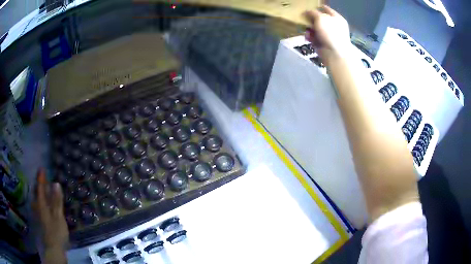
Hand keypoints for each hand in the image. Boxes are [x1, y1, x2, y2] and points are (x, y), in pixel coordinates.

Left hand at [33, 168, 68, 262]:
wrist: (52, 250)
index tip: (42, 167)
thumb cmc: (56, 232)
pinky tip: (43, 205)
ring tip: (42, 190)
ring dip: (39, 193)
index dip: (41, 177)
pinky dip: (41, 202)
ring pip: (36, 200)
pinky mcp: (39, 222)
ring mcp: (37, 214)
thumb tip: (56, 183)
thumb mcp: (58, 217)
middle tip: (42, 178)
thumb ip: (56, 201)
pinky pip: (38, 206)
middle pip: (36, 192)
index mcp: (41, 204)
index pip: (40, 187)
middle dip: (39, 184)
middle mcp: (37, 206)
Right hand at [303, 5, 350, 65]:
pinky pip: (315, 38)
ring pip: (316, 29)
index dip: (318, 7)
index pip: (327, 9)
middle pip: (321, 19)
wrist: (335, 53)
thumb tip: (307, 12)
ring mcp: (330, 35)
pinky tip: (308, 37)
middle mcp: (335, 26)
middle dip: (312, 19)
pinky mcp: (325, 43)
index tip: (310, 7)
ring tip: (306, 30)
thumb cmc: (330, 33)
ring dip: (310, 29)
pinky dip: (311, 37)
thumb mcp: (320, 18)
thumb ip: (313, 13)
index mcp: (337, 18)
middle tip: (304, 18)